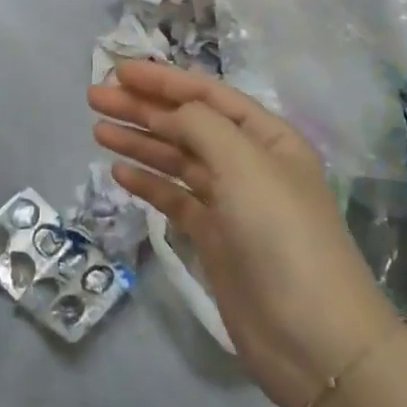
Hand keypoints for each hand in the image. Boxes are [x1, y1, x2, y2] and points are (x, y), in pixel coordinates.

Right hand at [90, 62, 400, 406]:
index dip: (163, 80)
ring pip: (177, 160)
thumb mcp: (243, 164)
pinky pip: (175, 198)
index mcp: (267, 137)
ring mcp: (231, 202)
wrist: (312, 336)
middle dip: (142, 108)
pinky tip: (119, 173)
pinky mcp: (215, 237)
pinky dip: (148, 183)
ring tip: (98, 130)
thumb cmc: (281, 234)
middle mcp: (249, 163)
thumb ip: (200, 125)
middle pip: (186, 124)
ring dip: (140, 142)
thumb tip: (167, 112)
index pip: (207, 95)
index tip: (119, 70)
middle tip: (95, 97)